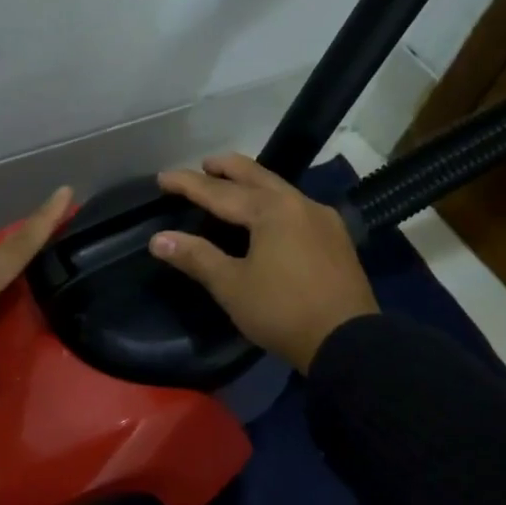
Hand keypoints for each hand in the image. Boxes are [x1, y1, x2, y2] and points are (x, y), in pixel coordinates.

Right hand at [150, 154, 377, 371]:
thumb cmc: (282, 311)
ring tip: (233, 186)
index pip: (219, 192)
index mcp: (271, 210)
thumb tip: (159, 239)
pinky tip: (270, 216)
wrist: (346, 340)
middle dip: (228, 168)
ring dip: (253, 184)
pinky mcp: (336, 239)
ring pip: (280, 190)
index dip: (188, 184)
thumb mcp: (232, 286)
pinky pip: (297, 208)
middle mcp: (299, 204)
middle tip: (205, 164)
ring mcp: (323, 220)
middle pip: (257, 177)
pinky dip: (273, 203)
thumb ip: (196, 257)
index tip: (162, 177)